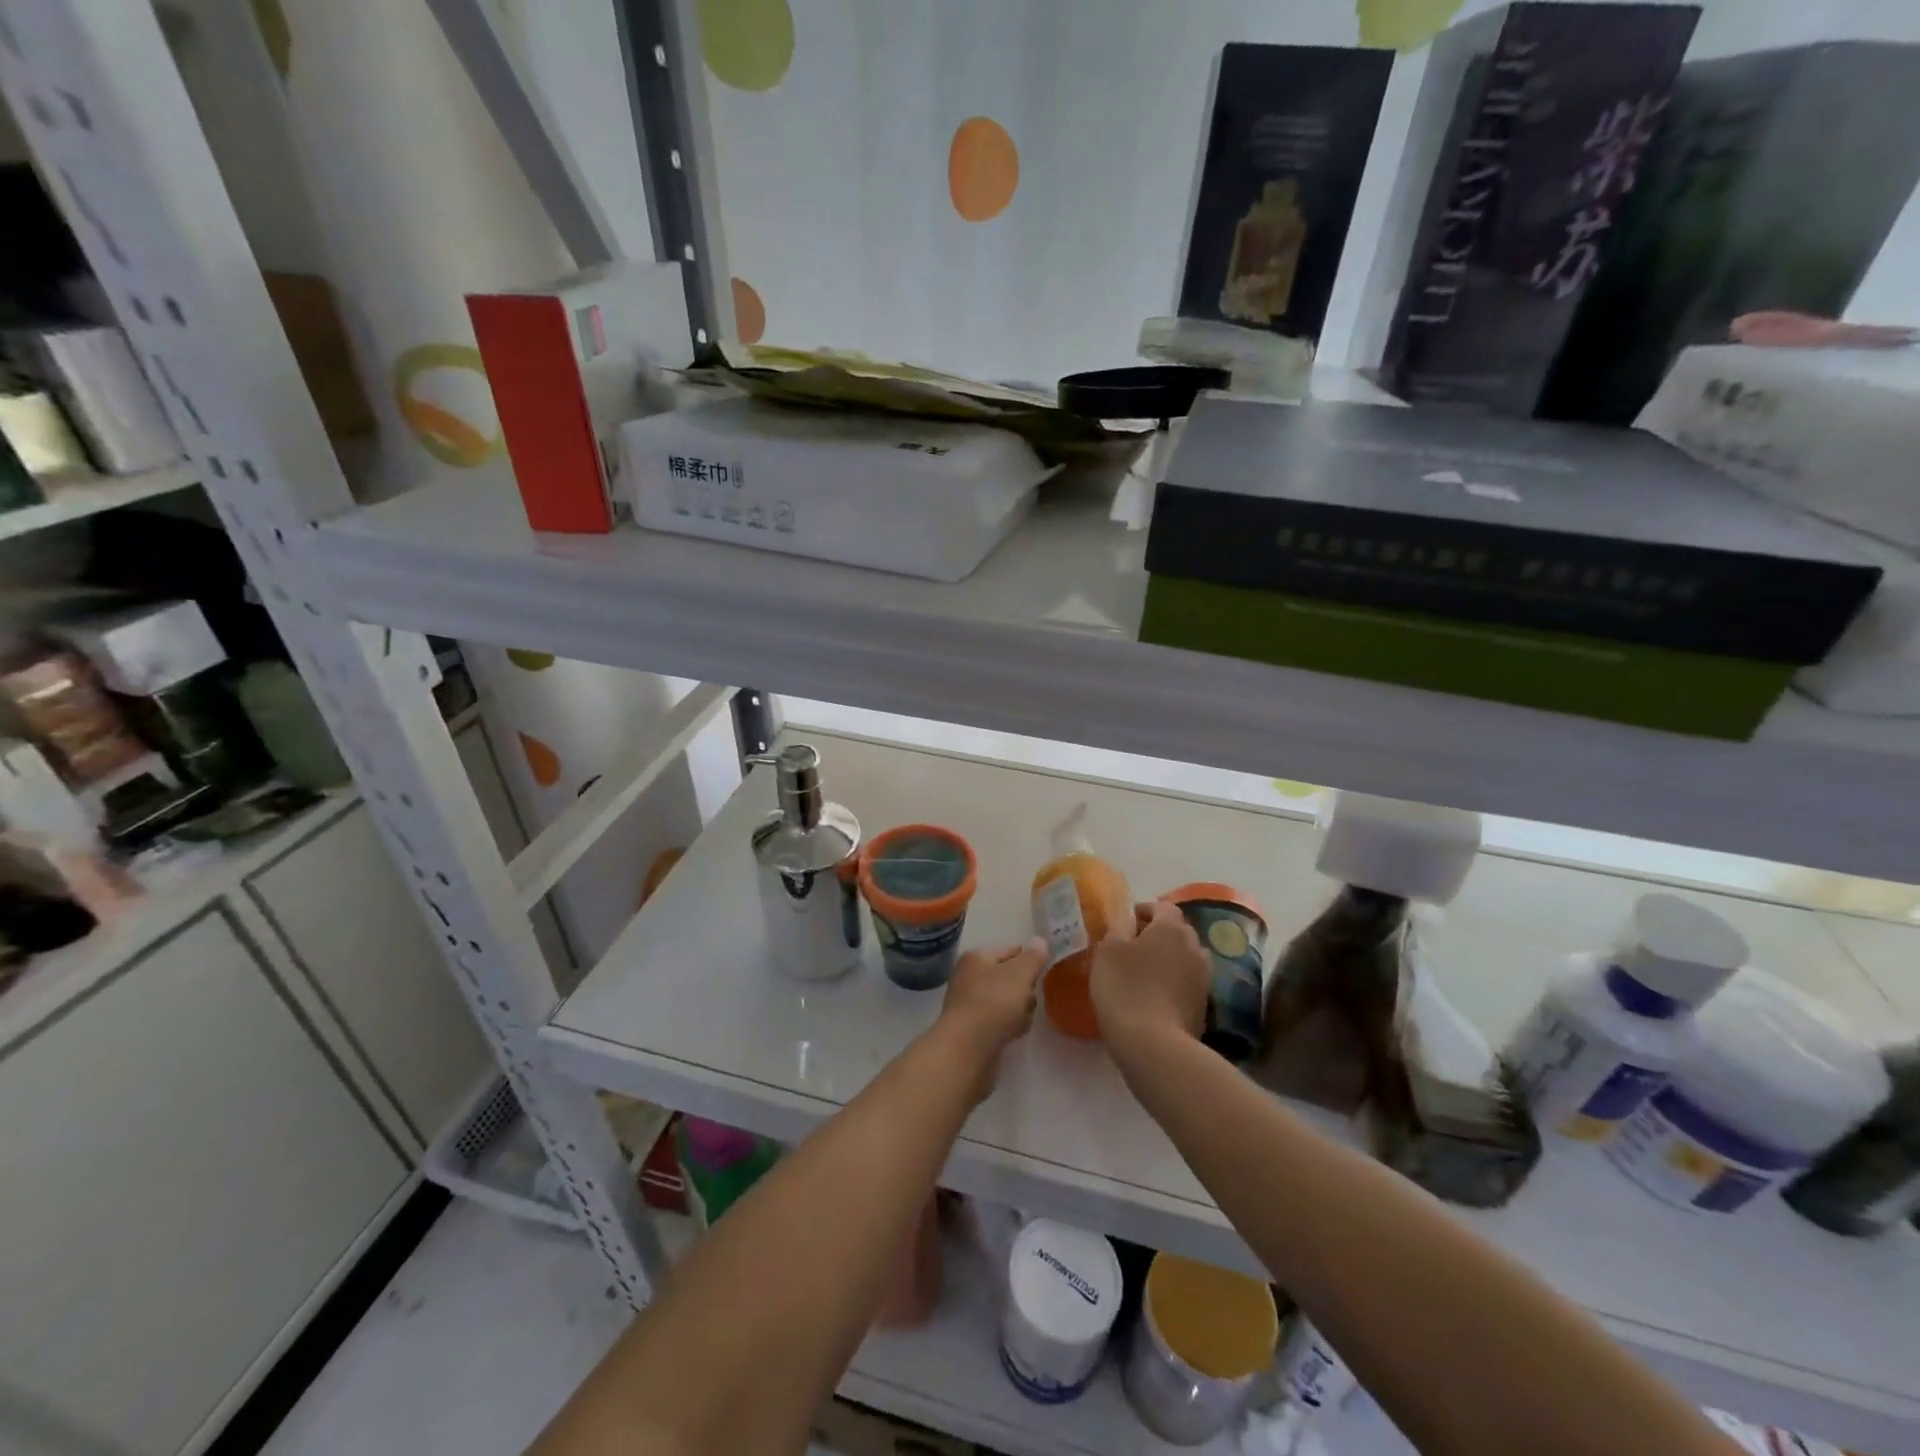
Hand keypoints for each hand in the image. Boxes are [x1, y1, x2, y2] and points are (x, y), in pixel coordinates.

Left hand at [936, 939, 1046, 1094]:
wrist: (968, 1049)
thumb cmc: (994, 1003)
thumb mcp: (1020, 974)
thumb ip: (1033, 957)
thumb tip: (1040, 941)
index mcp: (976, 958)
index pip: (1009, 951)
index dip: (1029, 959)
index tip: (1046, 969)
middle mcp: (969, 978)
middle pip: (1007, 977)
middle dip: (1025, 987)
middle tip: (1034, 996)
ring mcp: (969, 1005)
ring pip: (1005, 1001)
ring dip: (1020, 1008)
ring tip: (1026, 1017)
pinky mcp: (973, 1031)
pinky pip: (999, 1022)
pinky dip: (1010, 1025)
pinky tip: (1017, 1033)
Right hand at [1091, 900, 1209, 1064]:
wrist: (1155, 1046)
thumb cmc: (1126, 988)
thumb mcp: (1108, 950)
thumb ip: (1118, 927)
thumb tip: (1126, 919)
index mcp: (1172, 928)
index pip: (1162, 907)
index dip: (1143, 910)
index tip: (1123, 923)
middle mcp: (1195, 947)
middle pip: (1176, 932)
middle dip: (1156, 935)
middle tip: (1130, 948)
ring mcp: (1204, 978)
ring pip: (1183, 958)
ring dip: (1166, 960)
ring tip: (1142, 974)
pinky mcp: (1204, 1006)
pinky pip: (1185, 984)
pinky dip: (1171, 984)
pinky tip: (1152, 998)